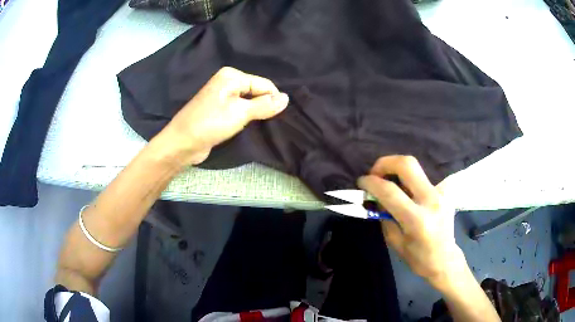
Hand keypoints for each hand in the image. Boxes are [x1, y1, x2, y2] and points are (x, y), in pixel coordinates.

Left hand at [157, 67, 288, 164]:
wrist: (182, 143)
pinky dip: (246, 116)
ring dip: (255, 112)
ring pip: (249, 101)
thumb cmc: (210, 124)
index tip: (277, 117)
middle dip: (264, 105)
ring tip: (261, 125)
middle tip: (269, 122)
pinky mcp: (219, 109)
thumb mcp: (241, 113)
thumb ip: (265, 105)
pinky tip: (248, 125)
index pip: (264, 84)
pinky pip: (239, 109)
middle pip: (256, 91)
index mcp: (232, 76)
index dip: (272, 100)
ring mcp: (222, 95)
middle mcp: (227, 81)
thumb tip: (287, 98)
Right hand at [358, 156, 465, 290]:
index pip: (390, 191)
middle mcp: (431, 200)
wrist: (445, 259)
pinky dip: (410, 180)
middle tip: (375, 172)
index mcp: (417, 220)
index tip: (361, 182)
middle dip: (385, 163)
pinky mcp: (445, 190)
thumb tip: (375, 196)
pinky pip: (424, 177)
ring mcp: (441, 193)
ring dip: (397, 170)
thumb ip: (385, 216)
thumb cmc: (418, 258)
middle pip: (407, 164)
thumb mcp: (394, 241)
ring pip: (416, 167)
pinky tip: (408, 191)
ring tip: (389, 182)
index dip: (371, 182)